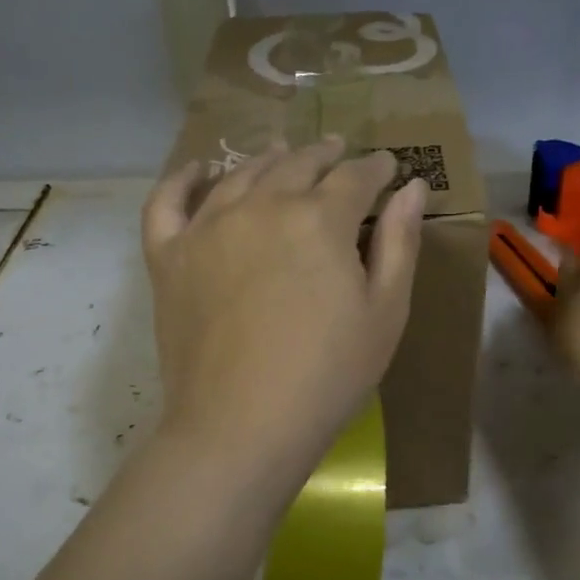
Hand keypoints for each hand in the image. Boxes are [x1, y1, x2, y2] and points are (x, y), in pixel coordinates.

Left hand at [141, 138, 427, 487]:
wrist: (240, 428)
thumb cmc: (328, 374)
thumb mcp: (385, 312)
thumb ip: (400, 242)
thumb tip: (411, 187)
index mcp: (320, 218)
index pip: (355, 177)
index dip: (377, 168)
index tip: (388, 166)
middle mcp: (262, 205)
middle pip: (298, 164)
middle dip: (325, 154)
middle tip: (338, 151)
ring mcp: (207, 227)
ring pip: (242, 174)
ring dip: (270, 158)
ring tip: (284, 151)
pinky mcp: (168, 256)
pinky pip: (168, 202)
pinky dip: (182, 179)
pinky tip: (198, 168)